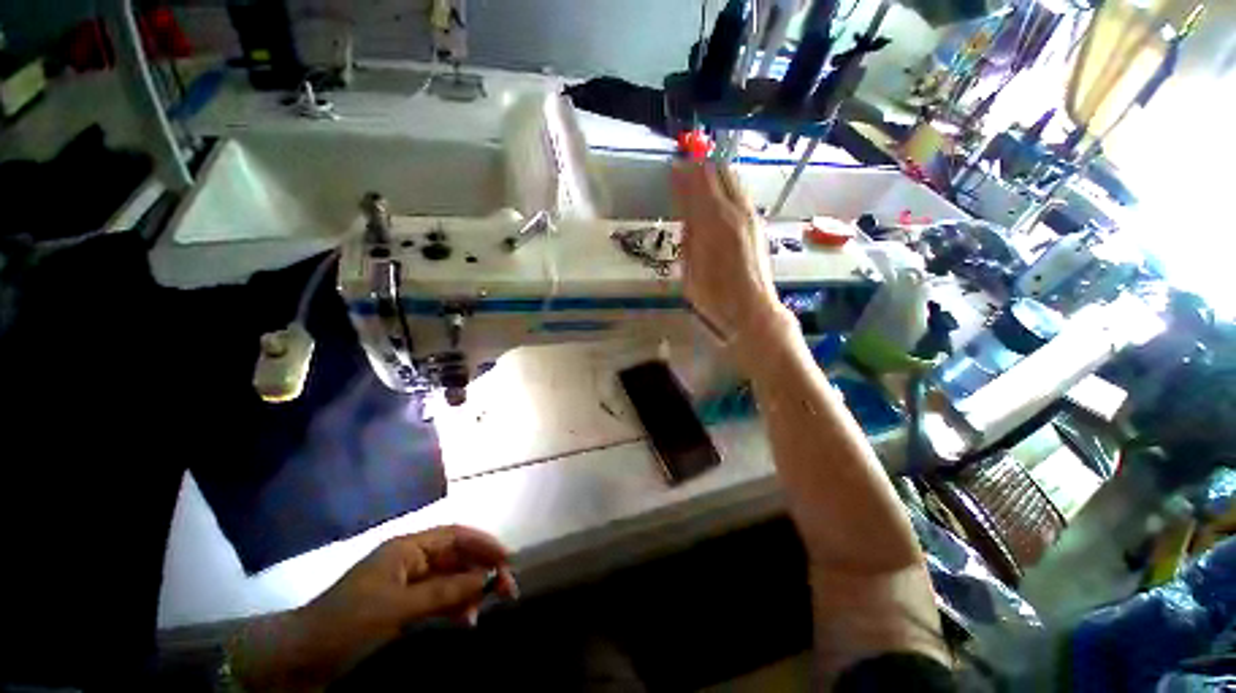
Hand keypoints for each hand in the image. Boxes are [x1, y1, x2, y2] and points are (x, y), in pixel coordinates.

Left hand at [230, 526, 516, 691]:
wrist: (300, 657)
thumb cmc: (347, 622)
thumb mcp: (397, 607)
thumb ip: (445, 591)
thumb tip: (488, 577)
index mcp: (408, 548)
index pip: (456, 536)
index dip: (484, 543)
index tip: (508, 559)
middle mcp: (412, 560)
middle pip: (457, 557)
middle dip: (483, 569)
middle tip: (507, 590)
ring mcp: (408, 584)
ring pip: (451, 579)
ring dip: (472, 591)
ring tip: (487, 609)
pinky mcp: (403, 606)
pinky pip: (440, 599)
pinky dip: (456, 607)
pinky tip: (467, 620)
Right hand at [672, 162, 788, 351]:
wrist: (752, 309)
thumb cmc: (714, 297)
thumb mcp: (690, 268)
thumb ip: (688, 237)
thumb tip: (687, 213)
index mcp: (714, 221)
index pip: (697, 182)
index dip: (683, 173)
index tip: (672, 167)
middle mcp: (735, 211)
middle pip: (718, 172)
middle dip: (700, 167)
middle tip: (684, 171)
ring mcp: (750, 215)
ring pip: (733, 179)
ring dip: (715, 175)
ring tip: (699, 181)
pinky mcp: (758, 224)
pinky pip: (740, 193)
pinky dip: (726, 188)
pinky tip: (717, 198)